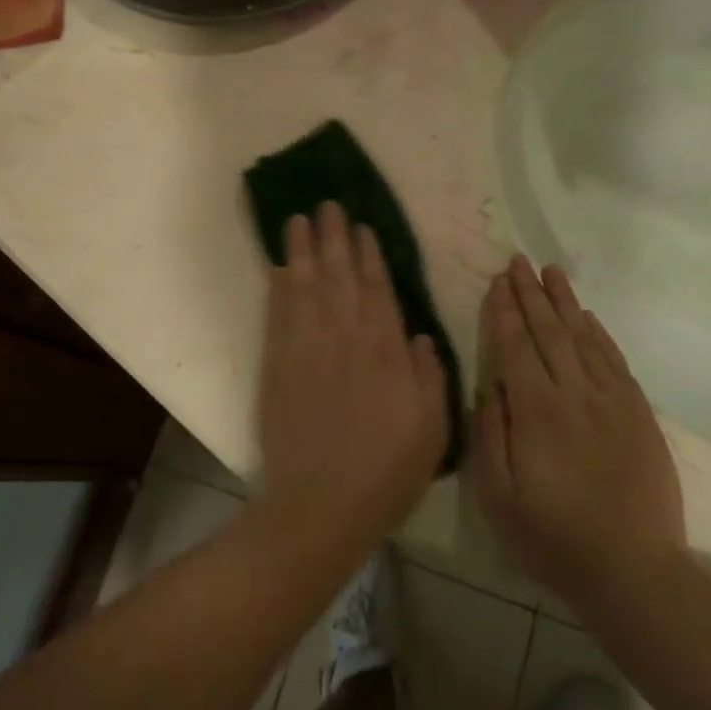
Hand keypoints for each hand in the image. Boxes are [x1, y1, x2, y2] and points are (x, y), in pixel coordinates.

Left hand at [255, 203, 447, 542]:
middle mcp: (347, 339)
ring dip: (303, 250)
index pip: (378, 290)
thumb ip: (429, 376)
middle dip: (335, 238)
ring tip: (298, 220)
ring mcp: (308, 349)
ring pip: (307, 286)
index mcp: (387, 352)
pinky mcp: (278, 365)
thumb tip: (419, 334)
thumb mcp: (432, 429)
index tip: (362, 227)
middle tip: (327, 205)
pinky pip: (278, 315)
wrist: (321, 504)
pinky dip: (278, 287)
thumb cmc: (386, 472)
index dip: (368, 256)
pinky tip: (279, 266)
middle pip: (340, 277)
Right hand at [473, 256, 687, 617]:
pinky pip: (615, 361)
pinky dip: (599, 333)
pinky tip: (588, 317)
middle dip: (531, 293)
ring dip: (565, 302)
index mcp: (537, 410)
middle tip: (519, 260)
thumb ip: (490, 433)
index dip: (505, 311)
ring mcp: (612, 401)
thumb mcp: (499, 495)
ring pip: (584, 337)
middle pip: (550, 331)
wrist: (632, 570)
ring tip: (552, 271)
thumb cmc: (552, 536)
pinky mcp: (638, 414)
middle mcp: (575, 393)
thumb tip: (488, 385)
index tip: (497, 281)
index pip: (516, 346)